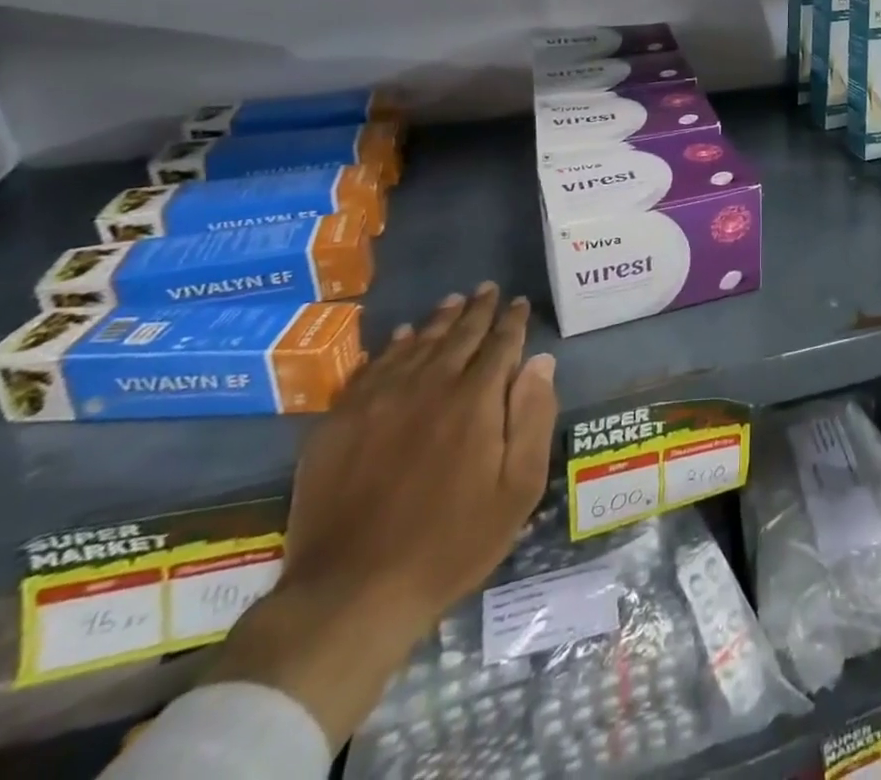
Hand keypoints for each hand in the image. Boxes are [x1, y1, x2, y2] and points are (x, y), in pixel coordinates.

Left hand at [208, 284, 557, 745]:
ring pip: (417, 344)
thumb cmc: (451, 543)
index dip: (513, 321)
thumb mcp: (517, 489)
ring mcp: (379, 400)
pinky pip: (374, 367)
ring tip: (453, 302)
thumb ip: (533, 417)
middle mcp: (429, 386)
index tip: (520, 303)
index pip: (500, 344)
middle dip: (478, 310)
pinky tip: (403, 337)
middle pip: (459, 335)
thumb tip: (540, 361)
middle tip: (488, 289)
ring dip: (439, 320)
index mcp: (475, 400)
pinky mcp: (339, 421)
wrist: (351, 593)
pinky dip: (395, 346)